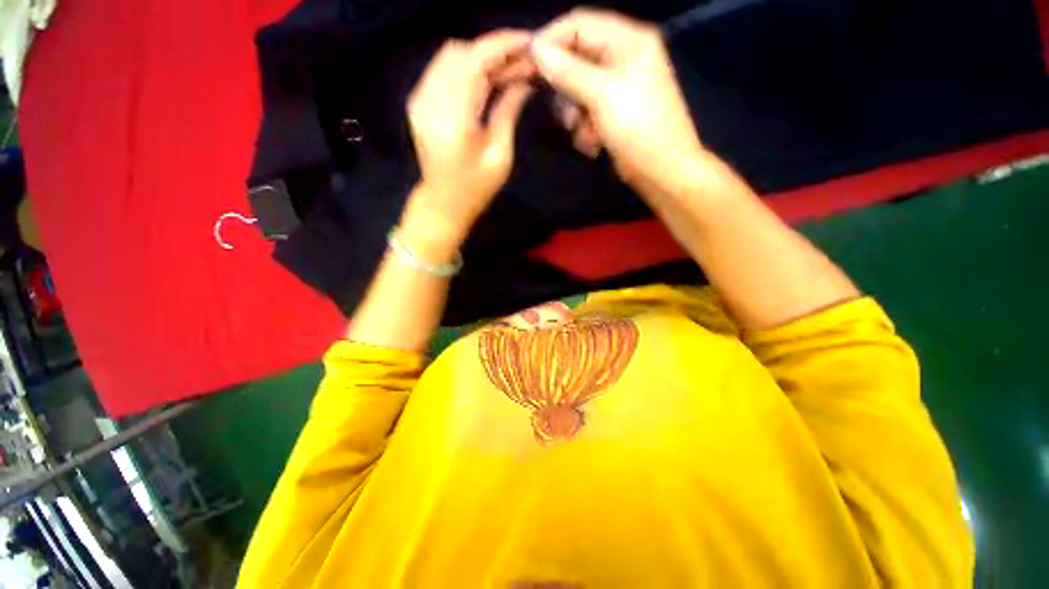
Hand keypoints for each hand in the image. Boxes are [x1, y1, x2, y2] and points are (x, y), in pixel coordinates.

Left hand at [401, 30, 534, 257]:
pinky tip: (485, 81)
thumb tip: (524, 79)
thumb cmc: (476, 188)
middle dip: (494, 51)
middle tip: (521, 64)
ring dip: (480, 58)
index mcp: (453, 117)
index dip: (503, 45)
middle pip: (461, 51)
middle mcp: (429, 99)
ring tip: (507, 72)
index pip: (475, 60)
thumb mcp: (500, 155)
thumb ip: (509, 110)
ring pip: (450, 56)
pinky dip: (465, 68)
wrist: (443, 204)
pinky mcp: (417, 102)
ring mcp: (419, 99)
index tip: (529, 42)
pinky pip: (442, 70)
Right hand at [532, 10, 704, 198]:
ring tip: (588, 134)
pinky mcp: (611, 112)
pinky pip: (585, 112)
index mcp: (628, 41)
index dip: (551, 40)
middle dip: (567, 92)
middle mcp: (621, 58)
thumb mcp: (602, 96)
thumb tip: (536, 49)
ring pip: (576, 91)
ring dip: (576, 117)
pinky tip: (596, 144)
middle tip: (568, 114)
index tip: (528, 64)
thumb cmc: (638, 128)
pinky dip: (585, 130)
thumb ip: (568, 71)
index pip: (579, 24)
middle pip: (575, 60)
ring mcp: (616, 88)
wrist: (661, 171)